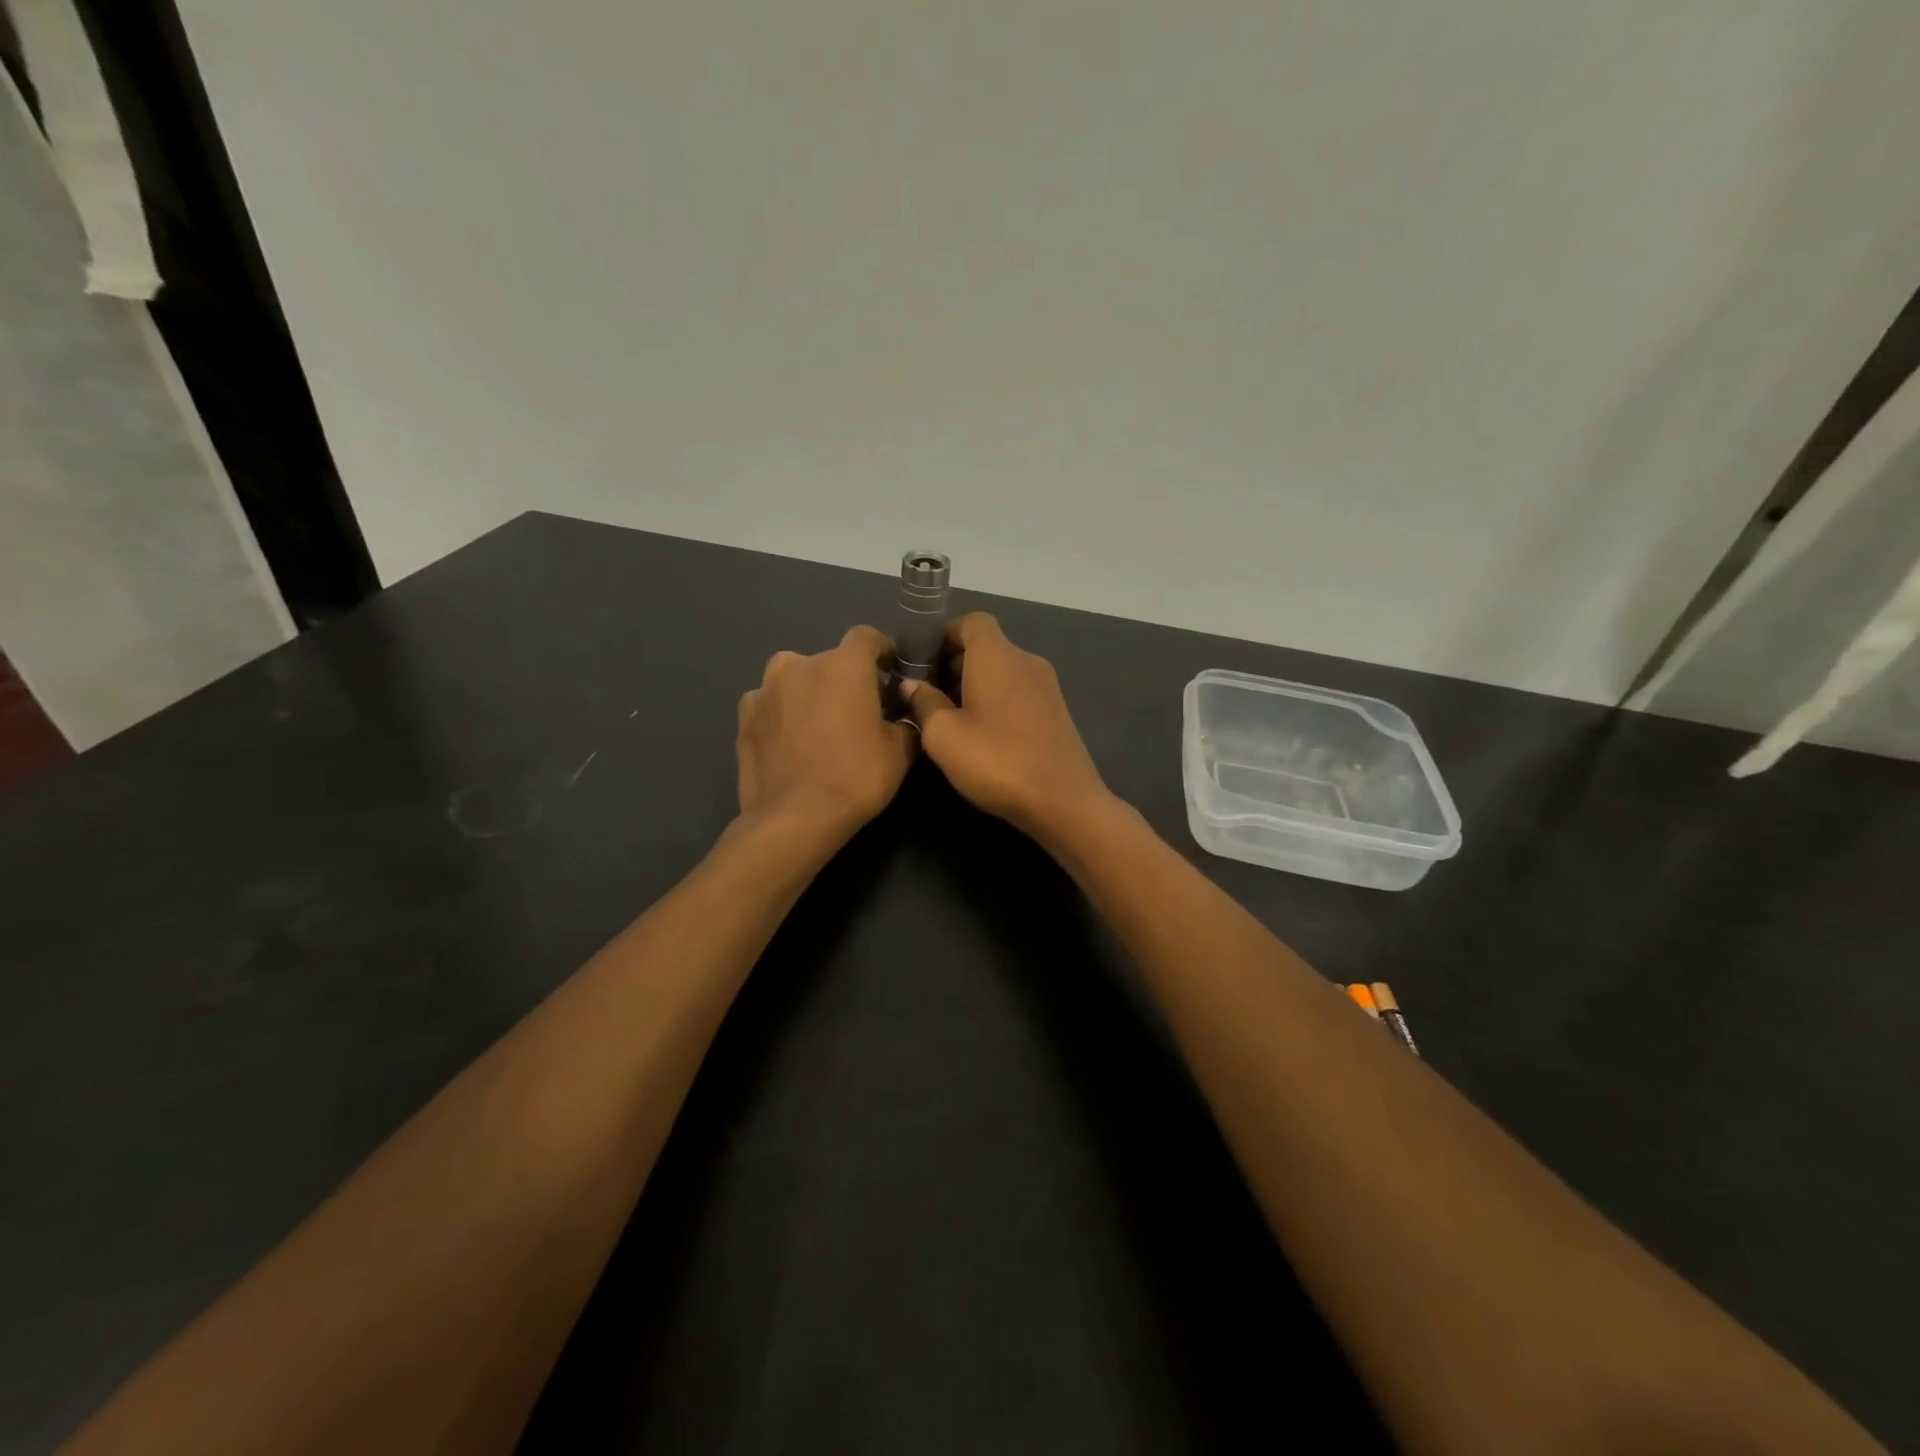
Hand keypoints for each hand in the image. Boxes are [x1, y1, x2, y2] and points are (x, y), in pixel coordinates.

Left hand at [737, 626, 916, 837]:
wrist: (794, 817)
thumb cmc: (855, 777)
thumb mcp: (900, 753)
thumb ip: (906, 722)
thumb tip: (903, 715)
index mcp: (844, 665)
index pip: (867, 637)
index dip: (882, 651)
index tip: (891, 673)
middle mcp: (801, 664)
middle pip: (830, 660)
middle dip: (846, 679)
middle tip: (858, 710)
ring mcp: (766, 688)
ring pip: (795, 678)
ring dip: (809, 691)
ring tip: (819, 724)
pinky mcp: (744, 716)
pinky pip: (770, 704)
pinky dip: (782, 714)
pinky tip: (789, 741)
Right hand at [903, 613, 1113, 839]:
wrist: (1063, 801)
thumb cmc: (996, 761)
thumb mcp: (944, 736)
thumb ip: (924, 703)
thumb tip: (911, 684)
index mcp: (997, 656)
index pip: (971, 621)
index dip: (944, 634)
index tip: (922, 661)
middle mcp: (1026, 661)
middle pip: (987, 645)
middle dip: (955, 661)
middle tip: (928, 693)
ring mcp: (1047, 686)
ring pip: (1003, 669)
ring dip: (975, 682)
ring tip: (951, 716)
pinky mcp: (1056, 711)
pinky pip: (1018, 690)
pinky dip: (996, 698)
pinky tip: (982, 732)